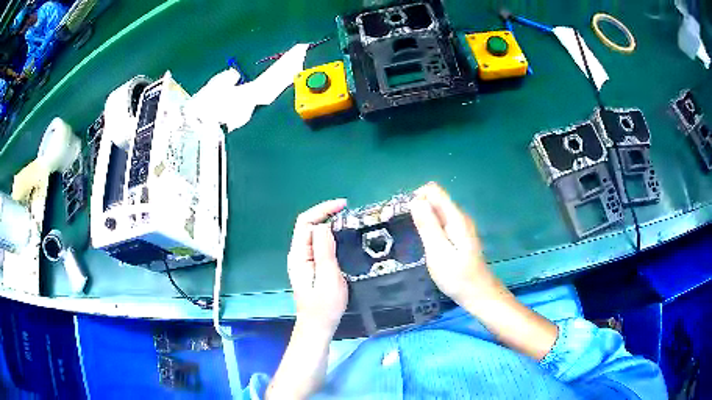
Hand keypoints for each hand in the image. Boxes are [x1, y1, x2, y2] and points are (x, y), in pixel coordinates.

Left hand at [287, 199, 348, 334]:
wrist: (317, 326)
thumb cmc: (324, 306)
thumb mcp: (328, 278)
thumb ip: (324, 251)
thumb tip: (323, 225)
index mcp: (299, 255)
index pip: (305, 222)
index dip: (322, 209)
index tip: (343, 205)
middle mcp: (298, 254)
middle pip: (307, 225)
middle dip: (325, 213)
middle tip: (348, 212)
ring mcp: (303, 260)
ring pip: (313, 234)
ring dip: (327, 223)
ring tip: (347, 220)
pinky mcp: (310, 266)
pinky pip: (317, 244)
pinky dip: (329, 235)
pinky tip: (341, 237)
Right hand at [409, 182, 502, 304]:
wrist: (478, 294)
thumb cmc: (457, 276)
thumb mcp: (438, 252)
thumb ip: (428, 226)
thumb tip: (415, 200)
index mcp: (455, 217)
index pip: (433, 190)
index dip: (416, 198)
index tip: (405, 217)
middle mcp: (459, 217)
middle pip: (435, 198)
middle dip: (417, 208)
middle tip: (406, 230)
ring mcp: (460, 226)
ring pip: (436, 210)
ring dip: (422, 218)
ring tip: (413, 238)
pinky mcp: (458, 235)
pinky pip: (440, 221)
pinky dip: (429, 227)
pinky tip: (425, 244)